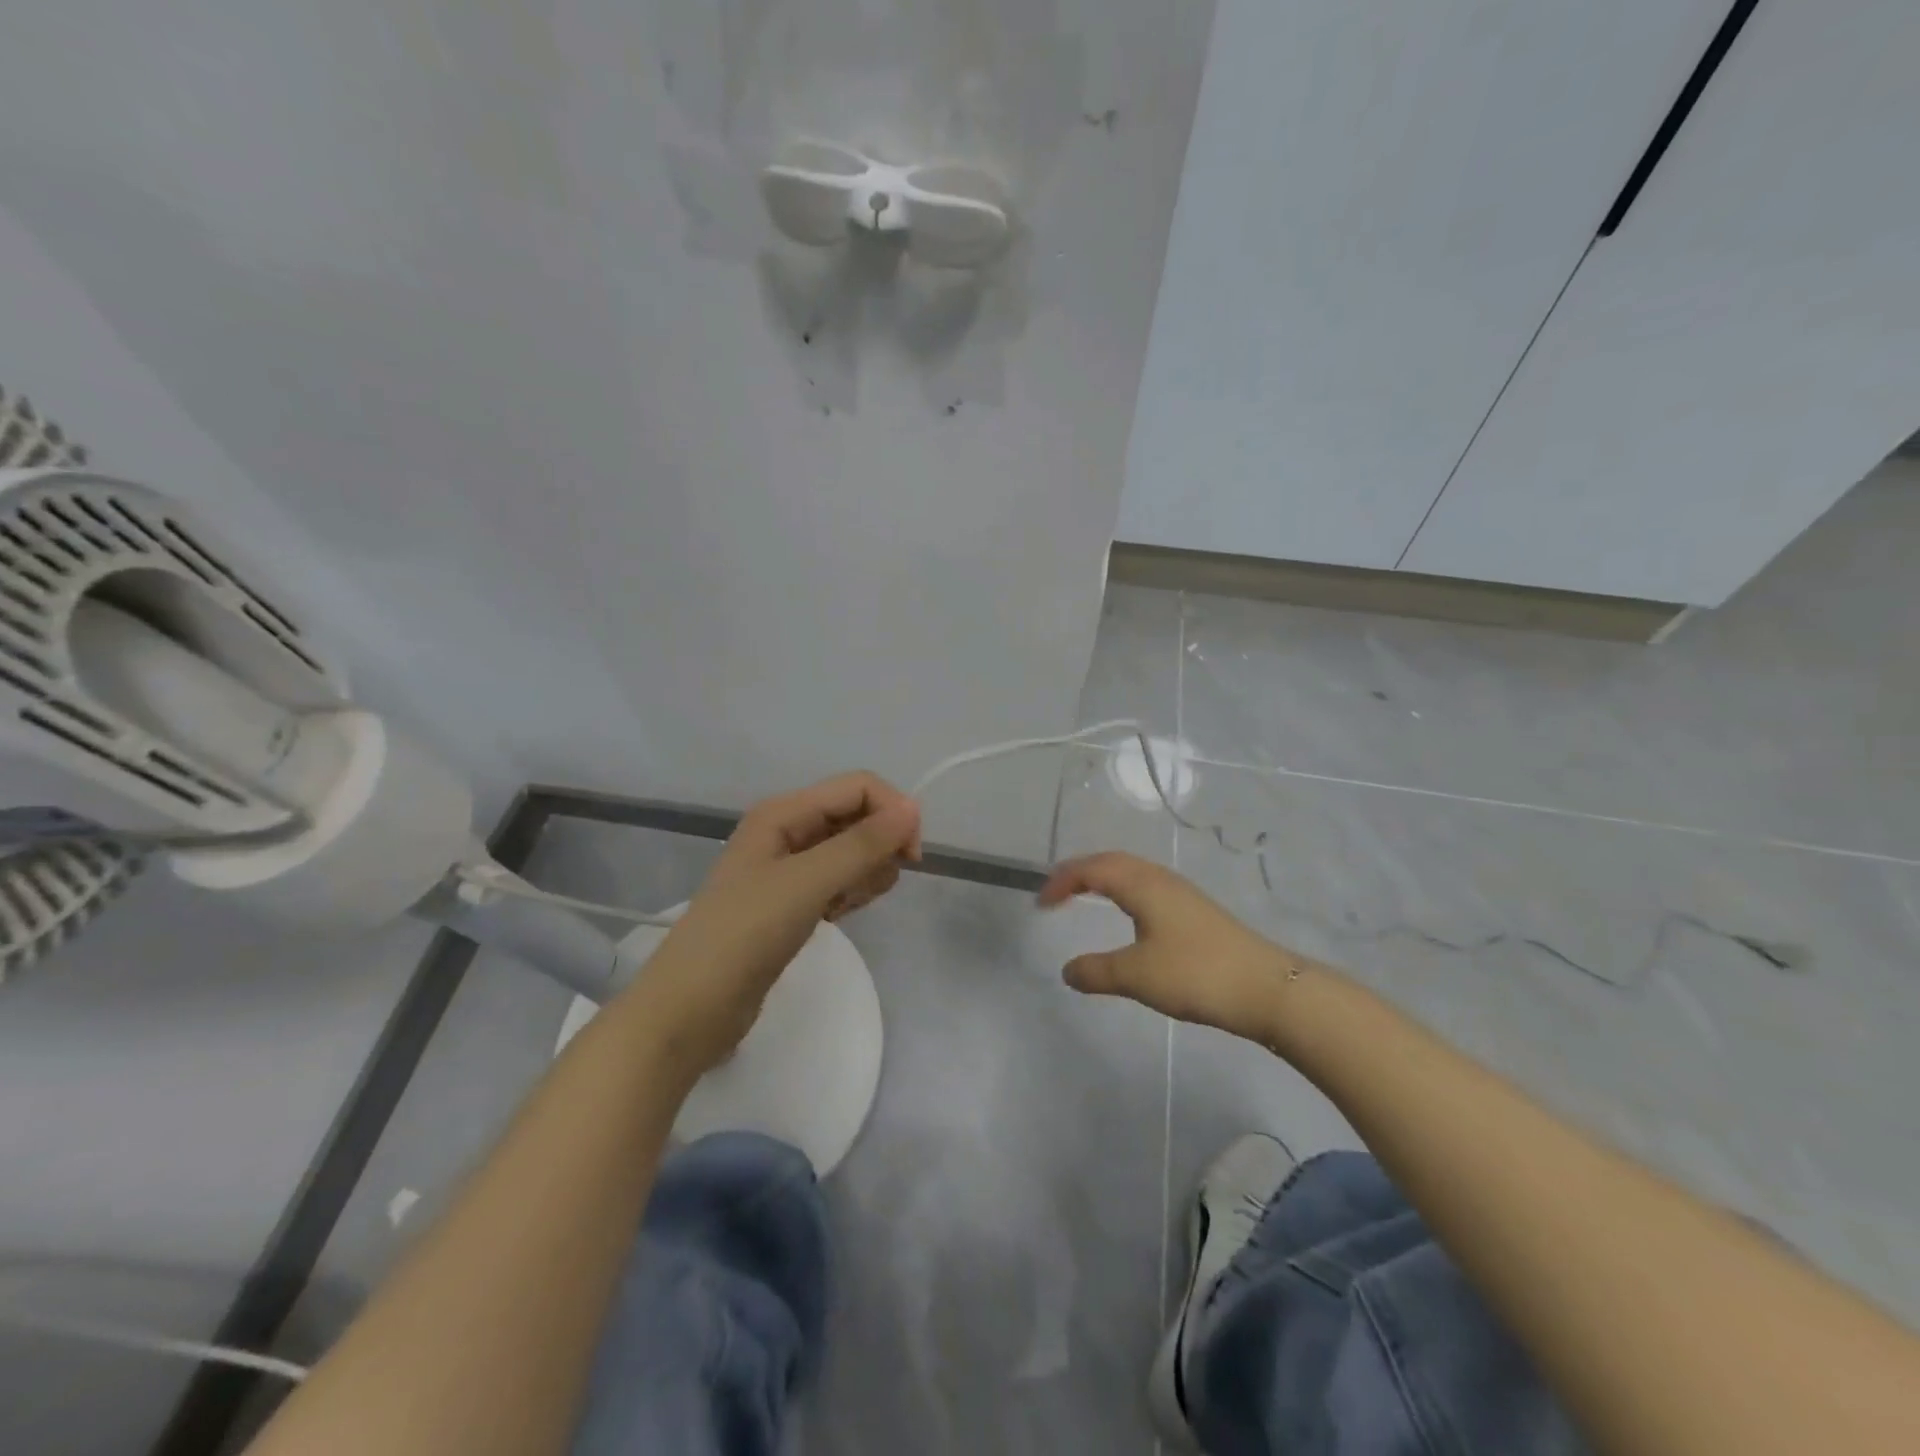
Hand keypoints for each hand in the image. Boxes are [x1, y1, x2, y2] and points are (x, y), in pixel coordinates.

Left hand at [631, 773, 920, 1078]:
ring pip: (852, 852)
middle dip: (877, 848)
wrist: (691, 1008)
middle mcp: (787, 830)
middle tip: (864, 888)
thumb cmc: (746, 934)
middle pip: (857, 817)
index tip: (911, 859)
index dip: (892, 813)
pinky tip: (835, 918)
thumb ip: (863, 844)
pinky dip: (848, 894)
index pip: (859, 788)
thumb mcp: (808, 882)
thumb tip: (913, 808)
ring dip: (864, 875)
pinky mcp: (792, 901)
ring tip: (842, 907)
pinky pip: (839, 881)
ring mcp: (788, 867)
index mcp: (784, 811)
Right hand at [1037, 852, 1310, 1043]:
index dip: (1062, 881)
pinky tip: (1128, 915)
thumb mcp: (1137, 976)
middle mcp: (1159, 879)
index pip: (1091, 869)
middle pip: (1111, 862)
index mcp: (1142, 884)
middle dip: (1079, 872)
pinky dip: (1122, 890)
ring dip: (1103, 878)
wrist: (1267, 988)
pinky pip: (1146, 886)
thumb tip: (1067, 970)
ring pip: (1132, 872)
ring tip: (1084, 896)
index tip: (1040, 904)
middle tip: (1055, 893)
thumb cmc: (1196, 974)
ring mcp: (1181, 893)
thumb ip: (1097, 971)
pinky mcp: (1195, 910)